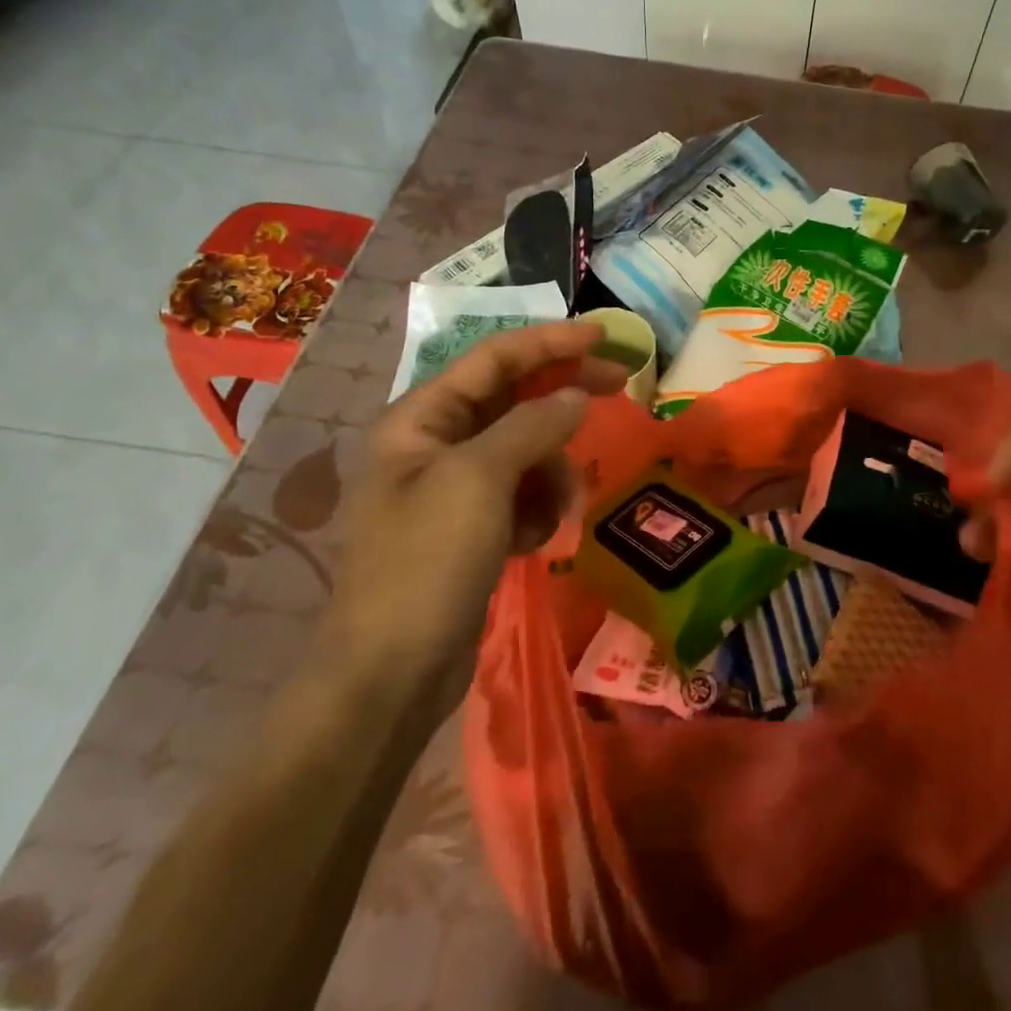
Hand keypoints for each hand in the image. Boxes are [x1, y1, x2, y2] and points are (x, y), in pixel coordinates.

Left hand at [325, 321, 625, 686]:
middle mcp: (434, 444)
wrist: (391, 674)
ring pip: (526, 451)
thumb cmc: (426, 563)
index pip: (494, 358)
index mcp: (421, 419)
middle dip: (563, 399)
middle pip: (513, 399)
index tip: (605, 337)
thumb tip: (576, 396)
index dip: (551, 342)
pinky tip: (535, 541)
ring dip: (552, 473)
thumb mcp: (480, 481)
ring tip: (558, 511)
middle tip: (619, 388)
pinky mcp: (472, 528)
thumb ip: (532, 426)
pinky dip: (538, 508)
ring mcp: (454, 488)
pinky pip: (522, 494)